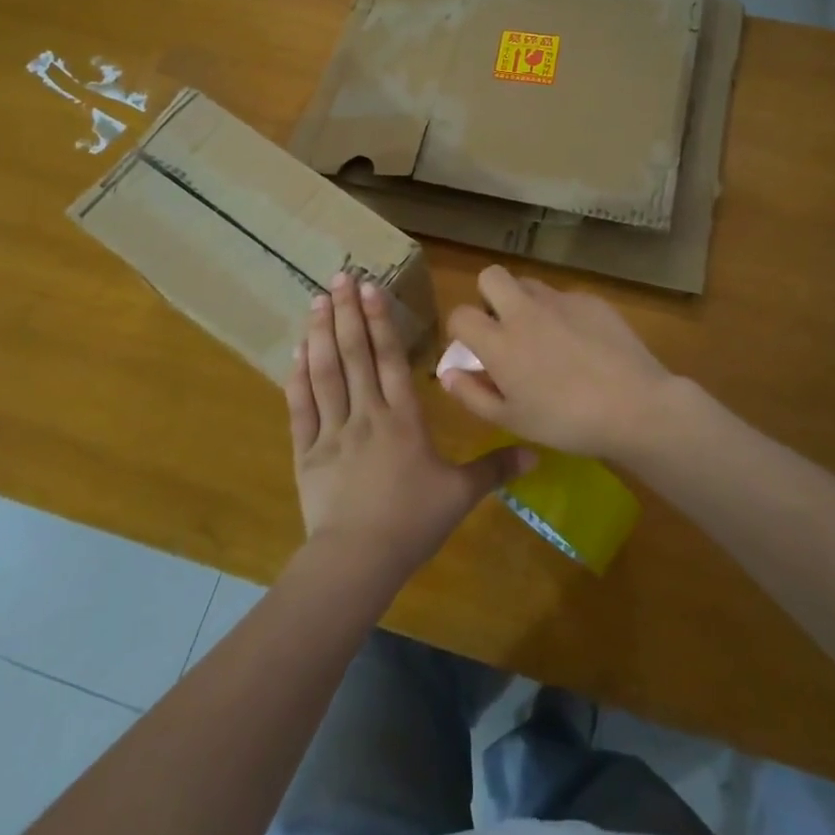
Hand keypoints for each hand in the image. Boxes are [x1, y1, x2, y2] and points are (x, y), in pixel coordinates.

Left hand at [287, 272, 532, 575]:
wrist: (358, 559)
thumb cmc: (412, 522)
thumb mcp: (460, 494)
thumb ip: (495, 469)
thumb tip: (537, 455)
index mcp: (403, 419)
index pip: (391, 359)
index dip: (381, 321)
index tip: (370, 288)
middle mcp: (366, 414)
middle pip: (355, 355)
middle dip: (348, 312)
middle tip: (340, 276)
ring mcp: (332, 430)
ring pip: (326, 372)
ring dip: (321, 333)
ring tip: (317, 300)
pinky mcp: (307, 451)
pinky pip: (301, 406)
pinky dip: (298, 377)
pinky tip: (297, 351)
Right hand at [442, 266, 681, 460]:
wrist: (634, 406)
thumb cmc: (566, 422)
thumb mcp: (511, 420)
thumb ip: (473, 394)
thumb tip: (448, 373)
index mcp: (499, 342)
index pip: (460, 314)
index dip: (460, 329)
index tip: (473, 347)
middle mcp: (524, 312)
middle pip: (491, 276)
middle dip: (489, 295)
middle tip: (504, 327)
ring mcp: (560, 301)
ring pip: (529, 283)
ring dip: (525, 302)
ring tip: (543, 335)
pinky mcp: (591, 300)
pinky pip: (565, 297)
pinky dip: (562, 314)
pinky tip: (582, 343)